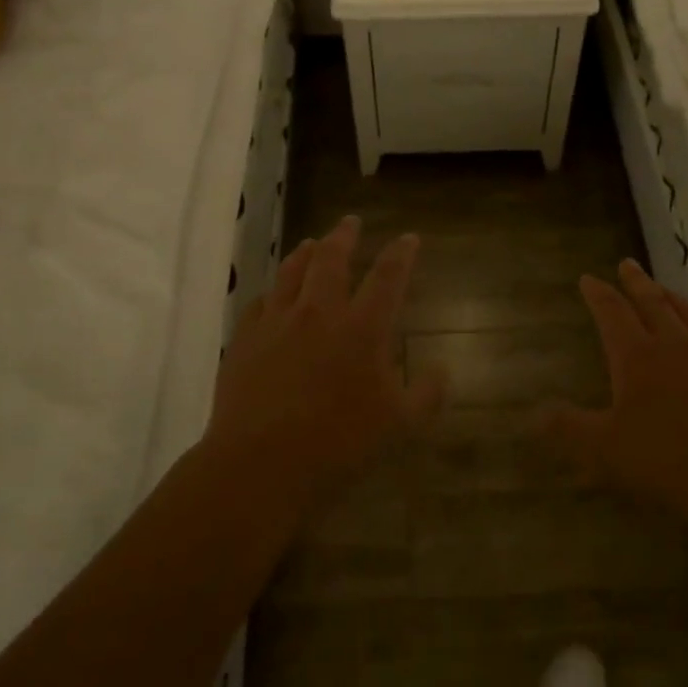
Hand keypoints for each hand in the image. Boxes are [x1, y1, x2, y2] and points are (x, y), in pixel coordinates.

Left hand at [209, 215, 444, 508]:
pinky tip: (272, 295)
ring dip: (305, 253)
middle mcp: (319, 312)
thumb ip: (426, 394)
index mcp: (362, 328)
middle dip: (345, 236)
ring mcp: (277, 322)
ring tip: (312, 243)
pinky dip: (272, 292)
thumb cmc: (339, 444)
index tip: (408, 238)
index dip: (401, 253)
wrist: (261, 463)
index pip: (388, 276)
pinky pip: (259, 302)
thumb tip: (442, 371)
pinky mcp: (245, 339)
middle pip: (332, 259)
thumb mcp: (399, 425)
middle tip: (351, 223)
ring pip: (292, 272)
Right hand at [545, 258, 687, 543]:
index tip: (588, 279)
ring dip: (672, 298)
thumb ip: (567, 427)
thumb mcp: (602, 449)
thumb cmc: (662, 461)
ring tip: (663, 291)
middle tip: (627, 264)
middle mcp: (676, 344)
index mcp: (637, 356)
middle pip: (652, 302)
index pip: (612, 312)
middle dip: (636, 282)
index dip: (598, 293)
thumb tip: (535, 414)